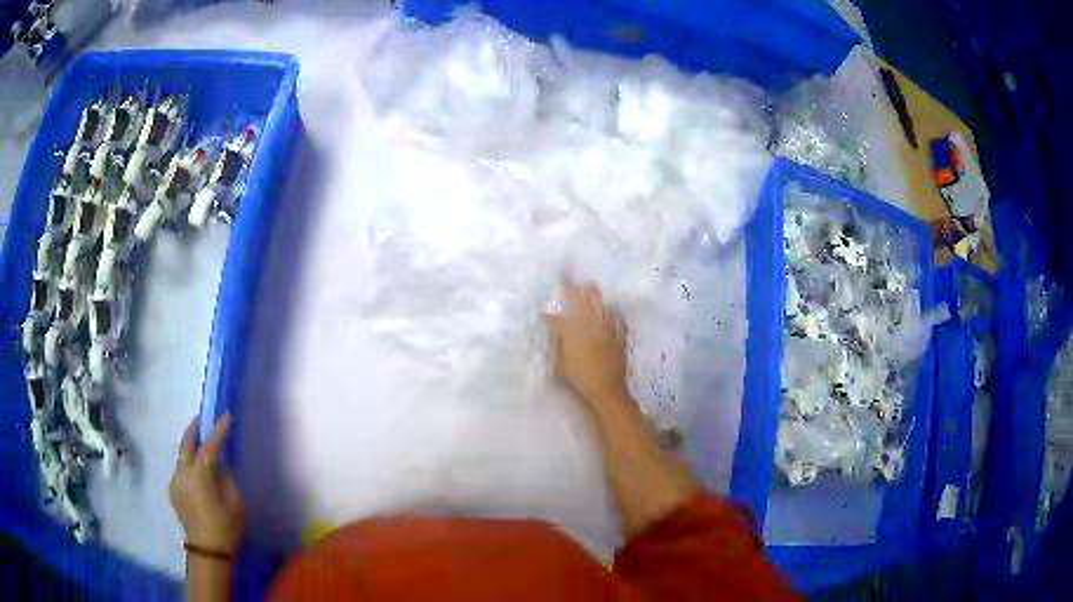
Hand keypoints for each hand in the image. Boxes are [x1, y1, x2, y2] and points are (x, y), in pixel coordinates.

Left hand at [169, 413, 244, 552]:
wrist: (209, 550)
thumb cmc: (227, 525)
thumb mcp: (235, 500)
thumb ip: (226, 476)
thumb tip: (221, 463)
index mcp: (200, 473)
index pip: (210, 445)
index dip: (219, 430)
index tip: (226, 416)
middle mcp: (183, 472)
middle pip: (186, 443)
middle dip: (194, 429)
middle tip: (202, 418)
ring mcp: (175, 480)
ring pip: (182, 456)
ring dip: (191, 448)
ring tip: (200, 445)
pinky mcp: (173, 490)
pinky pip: (181, 470)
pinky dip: (189, 464)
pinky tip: (197, 472)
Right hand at [545, 282, 630, 411]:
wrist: (607, 388)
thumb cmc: (581, 379)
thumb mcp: (562, 366)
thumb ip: (558, 348)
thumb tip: (556, 336)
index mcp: (572, 333)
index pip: (556, 321)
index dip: (547, 317)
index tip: (541, 312)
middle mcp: (589, 326)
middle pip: (579, 303)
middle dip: (572, 291)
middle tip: (568, 280)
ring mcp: (605, 329)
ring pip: (599, 307)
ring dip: (594, 295)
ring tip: (591, 284)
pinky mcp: (618, 336)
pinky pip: (616, 319)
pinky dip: (613, 313)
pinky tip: (613, 309)